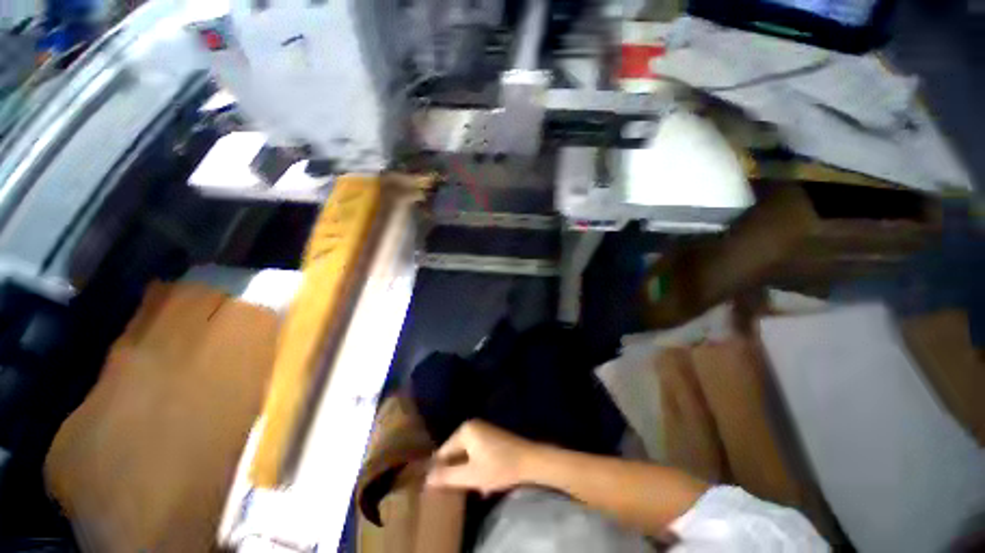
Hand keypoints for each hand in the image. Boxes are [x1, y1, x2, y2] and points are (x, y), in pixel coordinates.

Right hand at [425, 420, 538, 494]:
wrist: (529, 460)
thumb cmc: (498, 467)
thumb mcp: (470, 475)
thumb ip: (446, 476)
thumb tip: (426, 478)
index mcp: (464, 430)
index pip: (443, 452)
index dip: (440, 471)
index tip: (441, 487)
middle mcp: (471, 425)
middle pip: (455, 452)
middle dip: (456, 470)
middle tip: (459, 487)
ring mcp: (482, 429)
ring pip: (466, 454)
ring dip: (467, 470)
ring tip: (471, 485)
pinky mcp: (491, 435)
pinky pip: (476, 451)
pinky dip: (476, 465)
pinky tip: (483, 480)